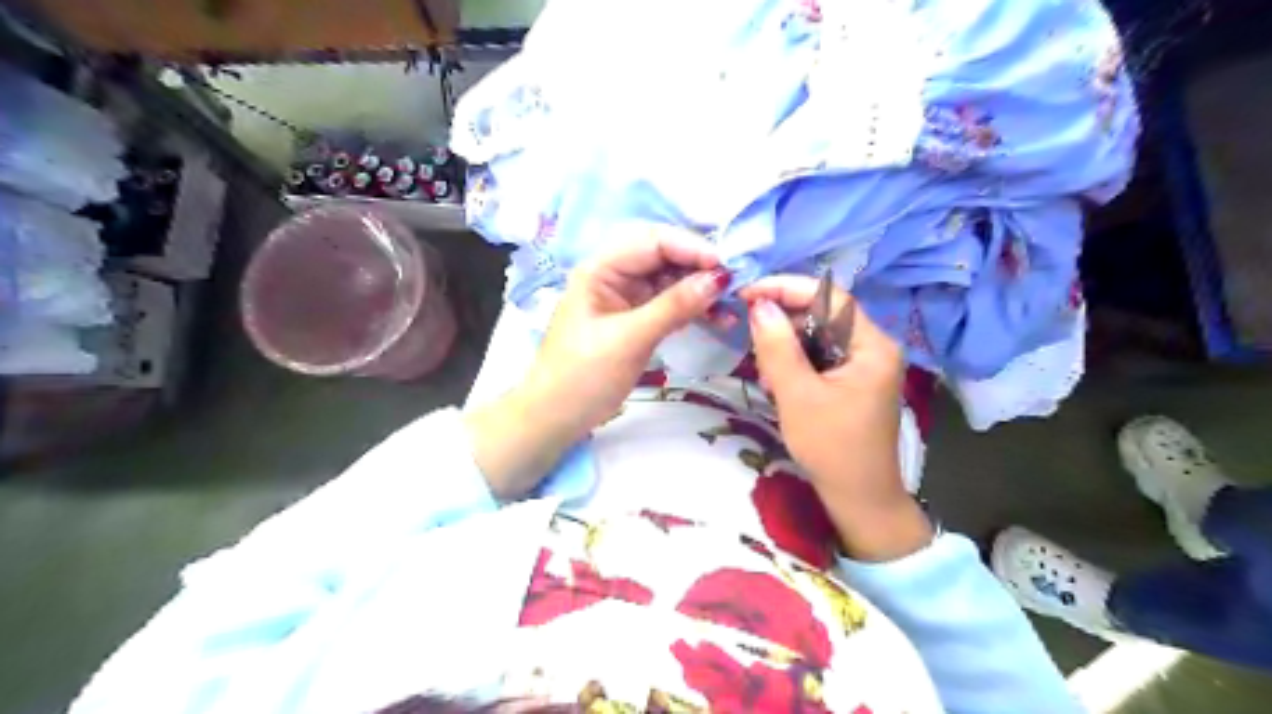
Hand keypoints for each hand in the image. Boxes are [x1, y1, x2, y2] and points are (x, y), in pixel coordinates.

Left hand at [465, 225, 729, 495]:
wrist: (557, 417)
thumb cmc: (583, 376)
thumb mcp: (630, 339)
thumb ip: (674, 306)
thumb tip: (719, 279)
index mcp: (601, 269)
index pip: (652, 241)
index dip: (691, 248)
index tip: (727, 268)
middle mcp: (614, 275)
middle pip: (664, 256)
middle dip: (699, 267)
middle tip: (734, 285)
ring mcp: (626, 297)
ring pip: (671, 280)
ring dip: (700, 290)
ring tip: (732, 307)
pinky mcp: (636, 319)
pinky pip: (670, 304)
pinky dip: (692, 309)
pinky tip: (718, 319)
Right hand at [742, 277, 930, 560]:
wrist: (858, 500)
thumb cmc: (831, 448)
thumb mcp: (797, 395)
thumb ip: (777, 347)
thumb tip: (758, 304)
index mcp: (872, 346)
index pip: (830, 297)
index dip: (787, 288)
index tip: (748, 293)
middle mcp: (873, 348)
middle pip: (822, 315)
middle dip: (784, 324)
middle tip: (753, 342)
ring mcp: (863, 366)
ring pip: (816, 337)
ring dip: (786, 348)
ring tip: (767, 375)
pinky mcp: (851, 381)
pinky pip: (818, 358)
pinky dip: (794, 365)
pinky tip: (778, 385)